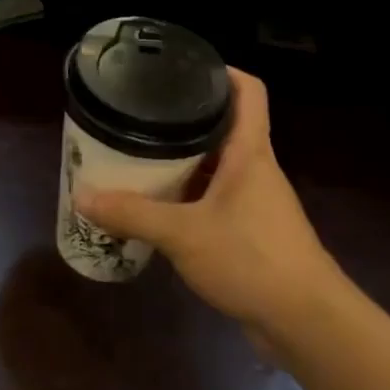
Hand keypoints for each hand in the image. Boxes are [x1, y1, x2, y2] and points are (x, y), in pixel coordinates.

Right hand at [75, 70, 346, 343]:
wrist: (306, 321)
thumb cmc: (251, 259)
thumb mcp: (183, 234)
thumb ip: (132, 214)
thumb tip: (83, 196)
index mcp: (250, 152)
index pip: (248, 91)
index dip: (222, 71)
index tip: (184, 68)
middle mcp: (256, 169)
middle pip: (224, 128)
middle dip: (185, 121)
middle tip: (141, 118)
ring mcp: (256, 203)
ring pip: (217, 168)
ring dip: (185, 163)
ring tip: (140, 159)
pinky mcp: (252, 233)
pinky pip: (216, 202)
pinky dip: (190, 199)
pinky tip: (159, 210)